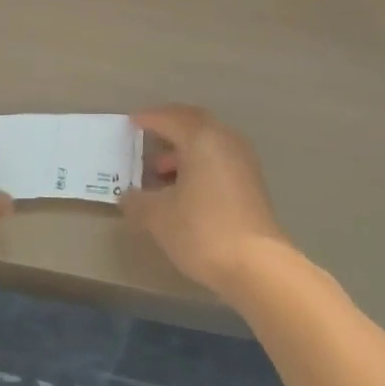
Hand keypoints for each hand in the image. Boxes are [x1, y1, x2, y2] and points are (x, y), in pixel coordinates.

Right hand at [122, 105, 292, 296]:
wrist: (258, 267)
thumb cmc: (203, 231)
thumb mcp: (159, 217)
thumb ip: (138, 201)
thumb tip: (126, 196)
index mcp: (201, 138)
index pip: (170, 118)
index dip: (148, 119)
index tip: (131, 123)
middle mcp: (225, 140)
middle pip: (194, 121)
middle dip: (170, 126)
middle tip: (148, 134)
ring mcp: (243, 161)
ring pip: (209, 141)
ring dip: (184, 148)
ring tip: (160, 170)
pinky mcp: (252, 183)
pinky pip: (219, 158)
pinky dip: (199, 162)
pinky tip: (185, 187)